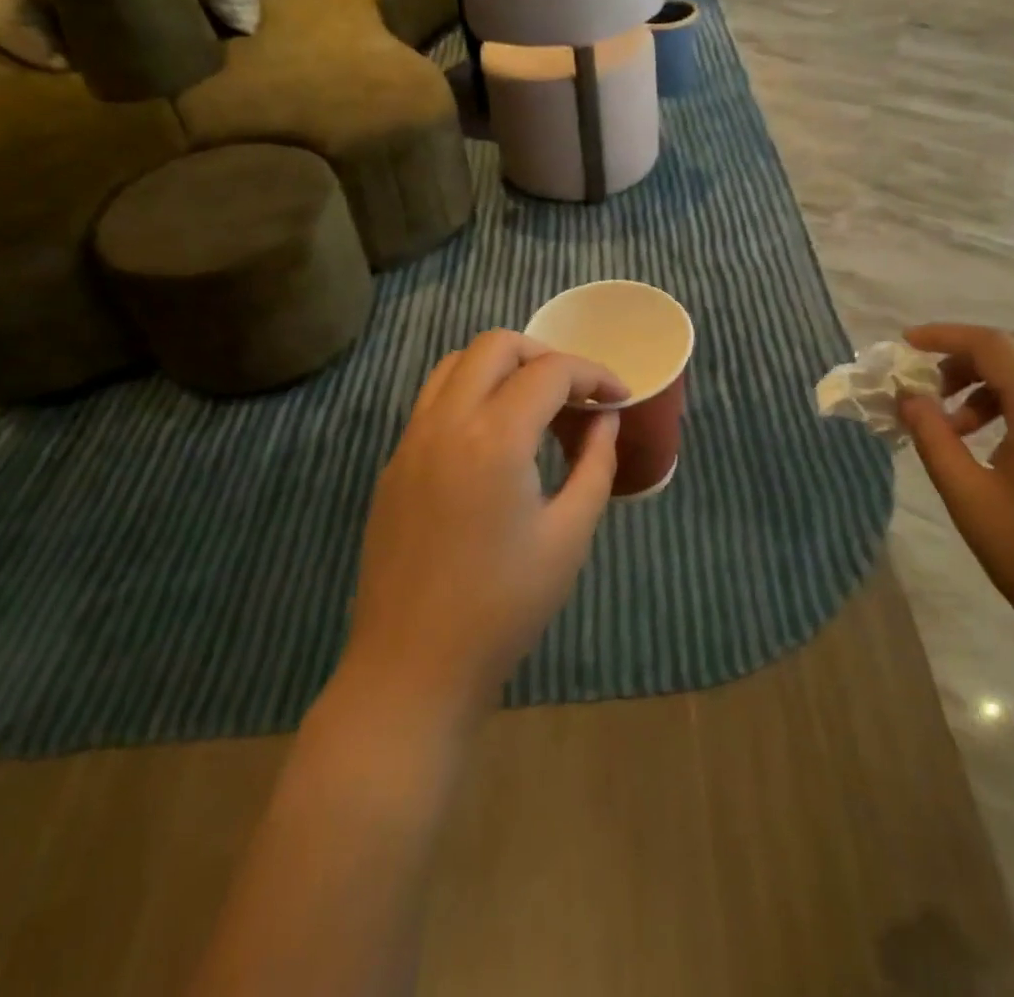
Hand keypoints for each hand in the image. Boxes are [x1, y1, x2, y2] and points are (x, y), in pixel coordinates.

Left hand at [344, 331, 625, 722]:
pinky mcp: (394, 464)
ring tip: (536, 405)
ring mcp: (411, 440)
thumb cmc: (504, 607)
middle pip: (496, 345)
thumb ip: (595, 464)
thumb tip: (606, 419)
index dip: (594, 375)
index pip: (550, 372)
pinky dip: (471, 393)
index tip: (619, 397)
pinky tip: (495, 437)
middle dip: (545, 355)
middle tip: (576, 393)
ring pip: (456, 364)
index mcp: (494, 439)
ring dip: (502, 367)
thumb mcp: (569, 535)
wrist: (413, 668)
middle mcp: (445, 422)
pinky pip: (434, 400)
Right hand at [897, 324, 1013, 680]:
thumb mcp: (972, 502)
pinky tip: (1002, 451)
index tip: (905, 345)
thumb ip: (934, 440)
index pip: (993, 345)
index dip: (944, 336)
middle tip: (928, 389)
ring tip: (958, 431)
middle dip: (966, 359)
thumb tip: (908, 397)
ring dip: (993, 386)